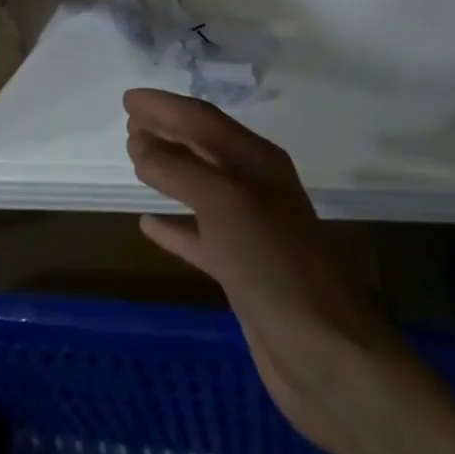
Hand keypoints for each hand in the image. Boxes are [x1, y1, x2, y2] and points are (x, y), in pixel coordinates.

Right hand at [125, 89, 397, 453]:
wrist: (326, 355)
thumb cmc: (273, 263)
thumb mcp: (223, 203)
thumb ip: (177, 168)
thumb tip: (140, 142)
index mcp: (257, 160)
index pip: (202, 118)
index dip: (164, 106)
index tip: (128, 98)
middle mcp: (255, 187)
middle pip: (202, 147)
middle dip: (167, 131)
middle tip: (129, 122)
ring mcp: (250, 230)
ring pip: (199, 188)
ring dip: (168, 170)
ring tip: (134, 160)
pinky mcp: (242, 270)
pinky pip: (199, 236)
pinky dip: (174, 226)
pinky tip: (147, 224)